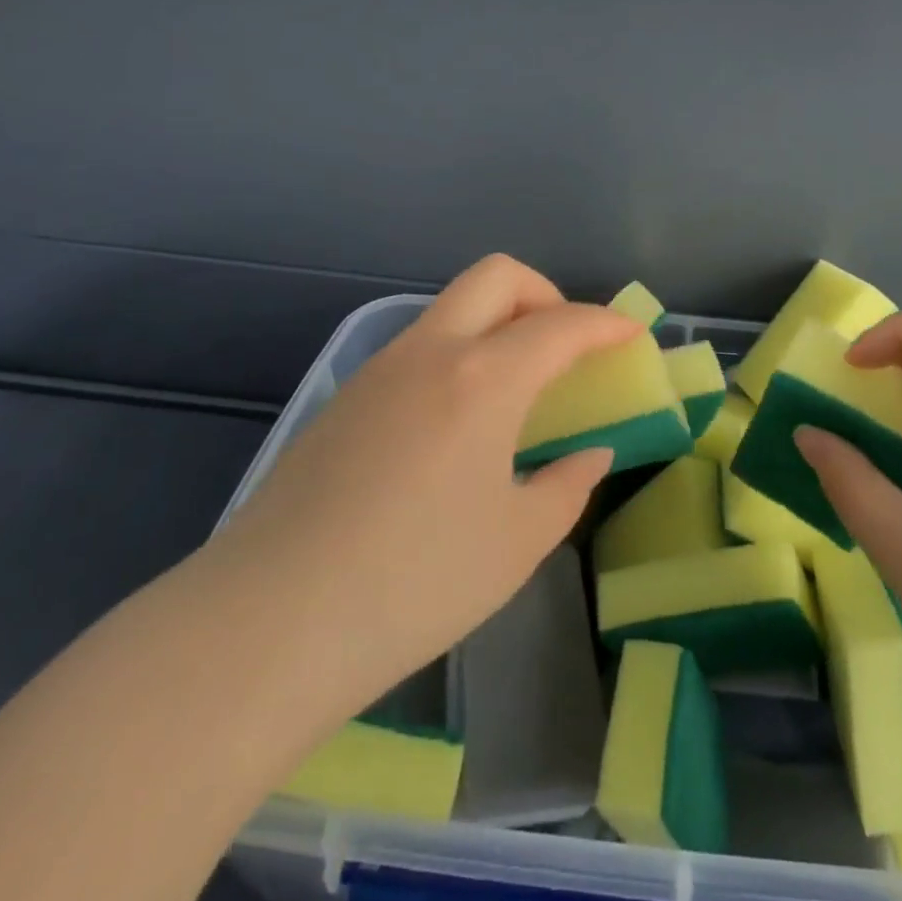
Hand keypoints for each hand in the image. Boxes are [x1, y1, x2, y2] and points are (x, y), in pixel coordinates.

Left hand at [209, 254, 637, 728]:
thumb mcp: (517, 544)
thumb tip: (589, 454)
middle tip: (566, 347)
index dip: (606, 325)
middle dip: (546, 294)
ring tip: (516, 391)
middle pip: (497, 277)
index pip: (561, 326)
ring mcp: (379, 369)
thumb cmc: (413, 584)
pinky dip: (458, 355)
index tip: (633, 337)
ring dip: (497, 324)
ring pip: (452, 308)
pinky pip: (418, 347)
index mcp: (483, 380)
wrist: (268, 623)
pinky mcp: (344, 397)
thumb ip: (566, 486)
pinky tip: (455, 425)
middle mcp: (431, 352)